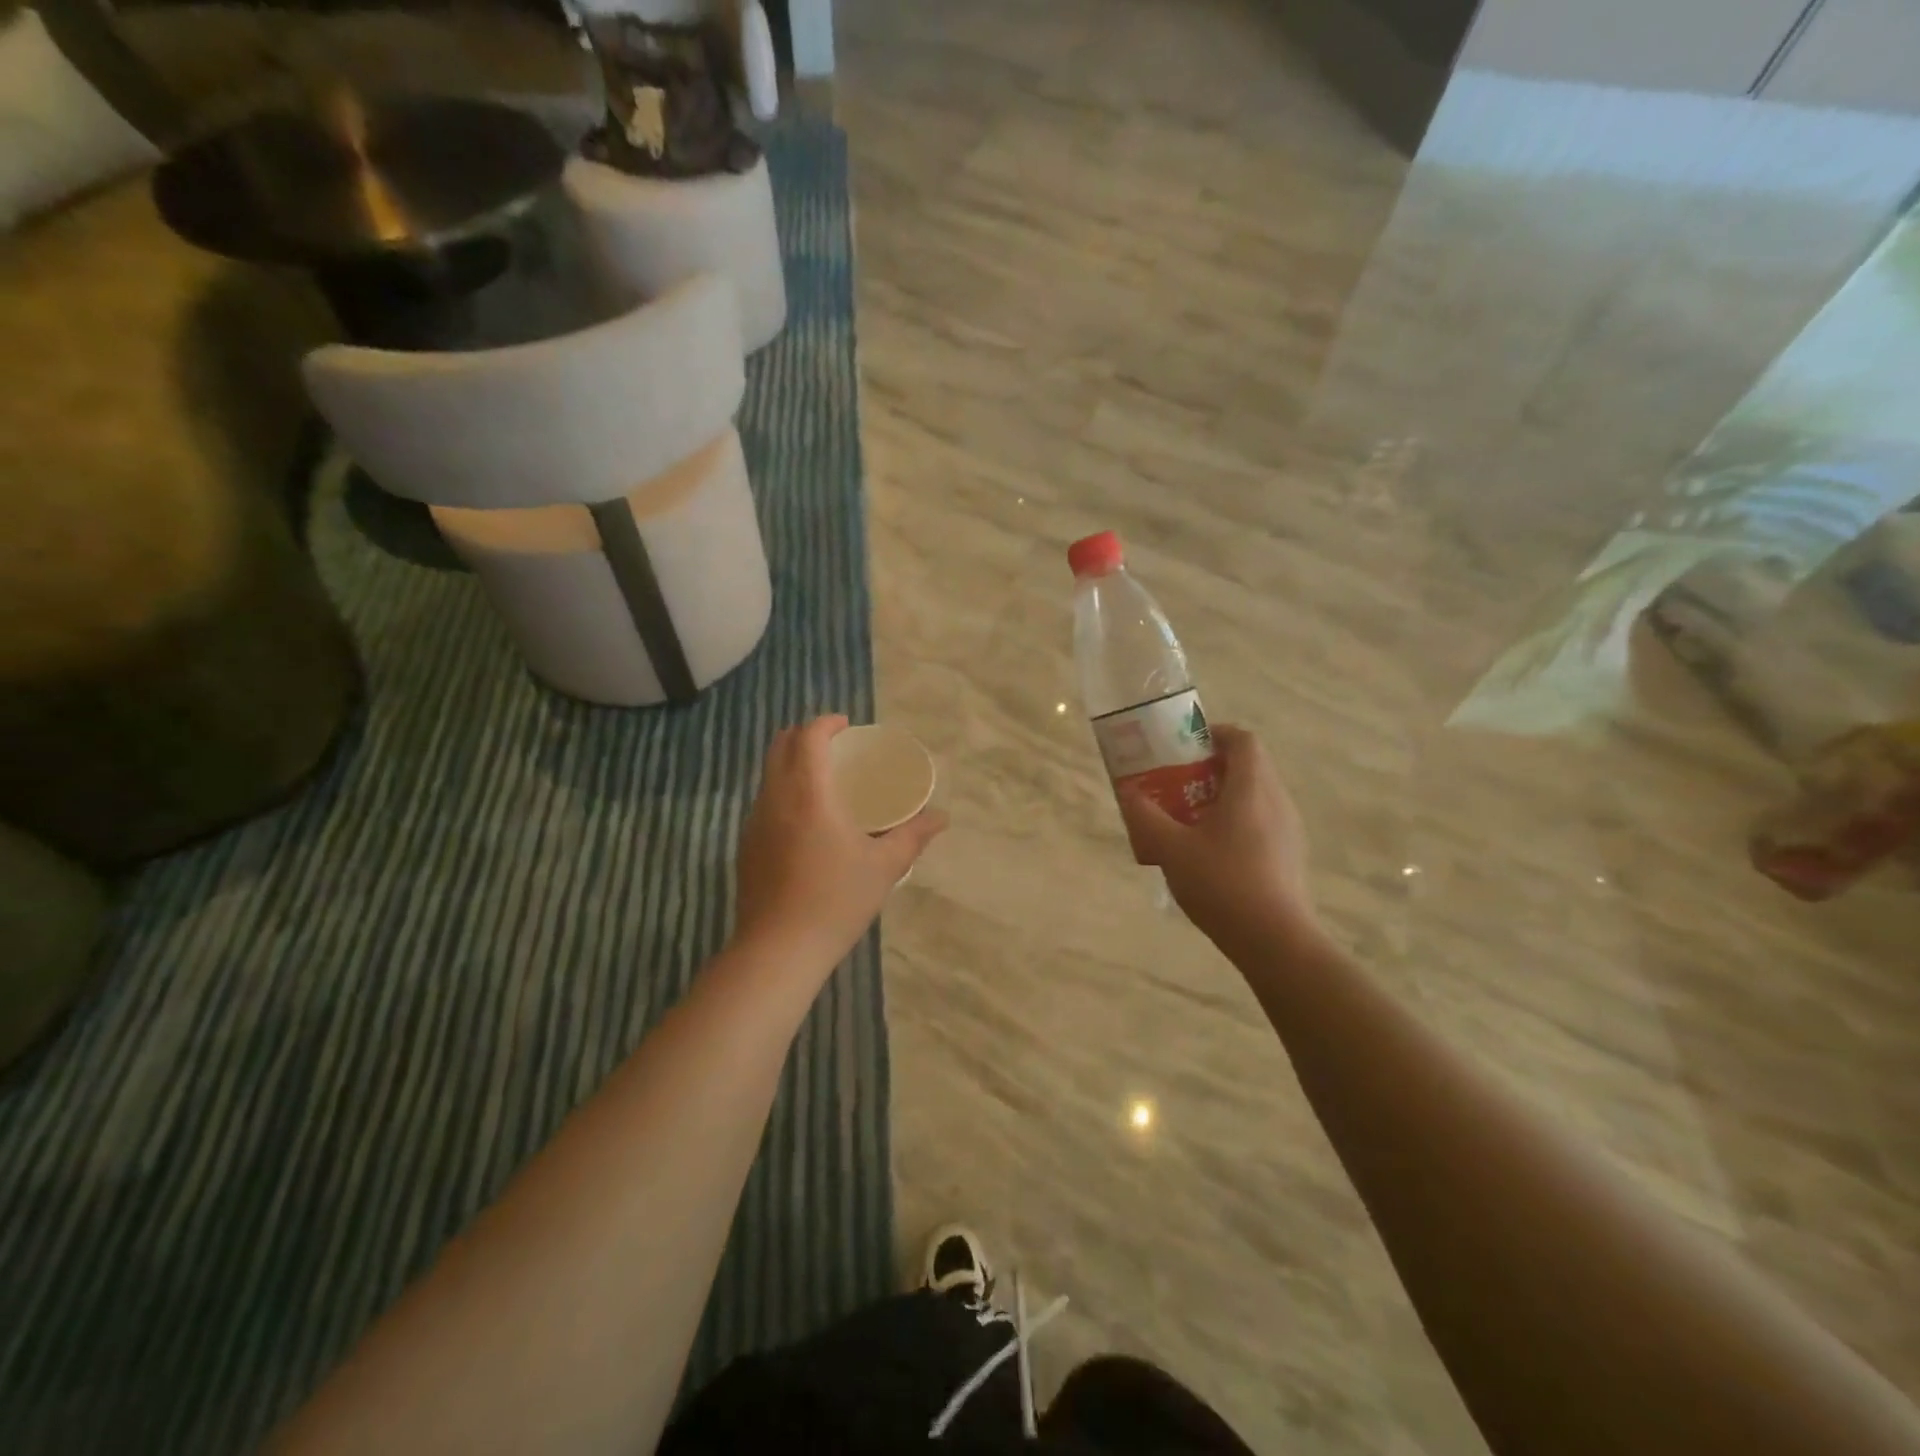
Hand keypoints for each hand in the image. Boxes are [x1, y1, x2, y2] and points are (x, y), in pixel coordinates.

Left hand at [734, 716, 947, 970]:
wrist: (778, 949)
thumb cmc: (836, 901)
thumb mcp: (884, 867)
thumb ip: (913, 836)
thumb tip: (941, 817)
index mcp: (808, 793)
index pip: (808, 737)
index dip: (826, 723)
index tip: (847, 726)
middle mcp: (774, 798)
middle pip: (780, 746)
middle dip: (805, 735)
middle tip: (836, 746)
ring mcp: (754, 822)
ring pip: (768, 774)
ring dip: (792, 763)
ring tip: (823, 780)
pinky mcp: (745, 846)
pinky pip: (764, 801)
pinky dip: (783, 791)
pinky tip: (805, 821)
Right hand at [1119, 725, 1319, 955]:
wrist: (1275, 941)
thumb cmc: (1222, 884)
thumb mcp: (1171, 849)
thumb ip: (1146, 816)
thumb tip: (1129, 792)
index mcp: (1251, 789)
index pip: (1243, 739)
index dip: (1215, 734)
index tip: (1185, 746)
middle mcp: (1276, 800)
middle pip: (1248, 765)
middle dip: (1211, 767)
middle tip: (1177, 782)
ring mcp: (1288, 829)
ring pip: (1255, 795)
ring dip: (1223, 796)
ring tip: (1189, 818)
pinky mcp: (1290, 855)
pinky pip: (1261, 820)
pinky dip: (1236, 821)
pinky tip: (1211, 852)